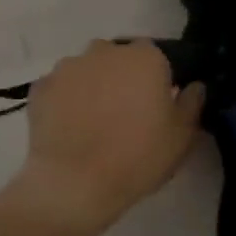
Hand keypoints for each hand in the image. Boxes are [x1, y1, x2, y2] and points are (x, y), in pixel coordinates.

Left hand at [16, 40, 204, 235]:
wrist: (74, 184)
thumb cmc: (138, 156)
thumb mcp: (182, 136)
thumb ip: (192, 103)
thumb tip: (194, 86)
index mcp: (145, 57)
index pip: (157, 56)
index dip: (158, 79)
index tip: (158, 104)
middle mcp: (106, 51)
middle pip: (120, 58)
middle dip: (124, 78)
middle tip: (127, 113)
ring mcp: (69, 66)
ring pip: (88, 70)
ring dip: (94, 87)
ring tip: (94, 123)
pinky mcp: (41, 87)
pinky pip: (61, 88)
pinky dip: (66, 101)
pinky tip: (70, 128)